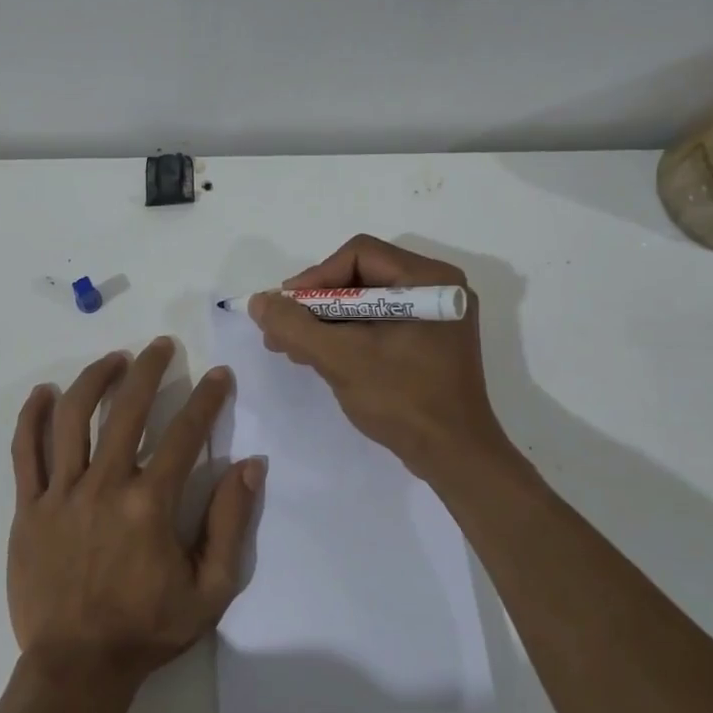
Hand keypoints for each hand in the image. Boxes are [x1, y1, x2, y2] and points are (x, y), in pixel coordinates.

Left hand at [8, 337, 264, 692]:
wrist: (77, 668)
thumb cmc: (147, 630)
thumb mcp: (210, 590)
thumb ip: (232, 524)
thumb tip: (250, 465)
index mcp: (150, 504)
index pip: (185, 434)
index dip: (207, 398)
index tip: (219, 375)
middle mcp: (104, 485)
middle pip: (126, 409)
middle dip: (149, 369)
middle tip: (161, 346)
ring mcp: (61, 494)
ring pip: (73, 418)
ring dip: (94, 379)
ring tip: (113, 360)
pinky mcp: (28, 508)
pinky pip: (25, 451)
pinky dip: (32, 416)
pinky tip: (44, 392)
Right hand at [249, 234, 510, 479]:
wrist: (454, 457)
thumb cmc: (403, 399)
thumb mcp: (341, 358)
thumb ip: (295, 326)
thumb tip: (259, 301)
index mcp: (429, 280)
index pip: (359, 254)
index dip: (315, 277)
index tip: (286, 309)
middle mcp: (437, 288)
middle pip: (360, 277)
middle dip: (315, 304)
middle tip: (282, 331)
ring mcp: (434, 318)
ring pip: (365, 303)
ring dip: (325, 323)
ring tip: (292, 348)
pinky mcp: (427, 343)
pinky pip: (377, 324)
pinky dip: (346, 336)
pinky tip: (318, 357)